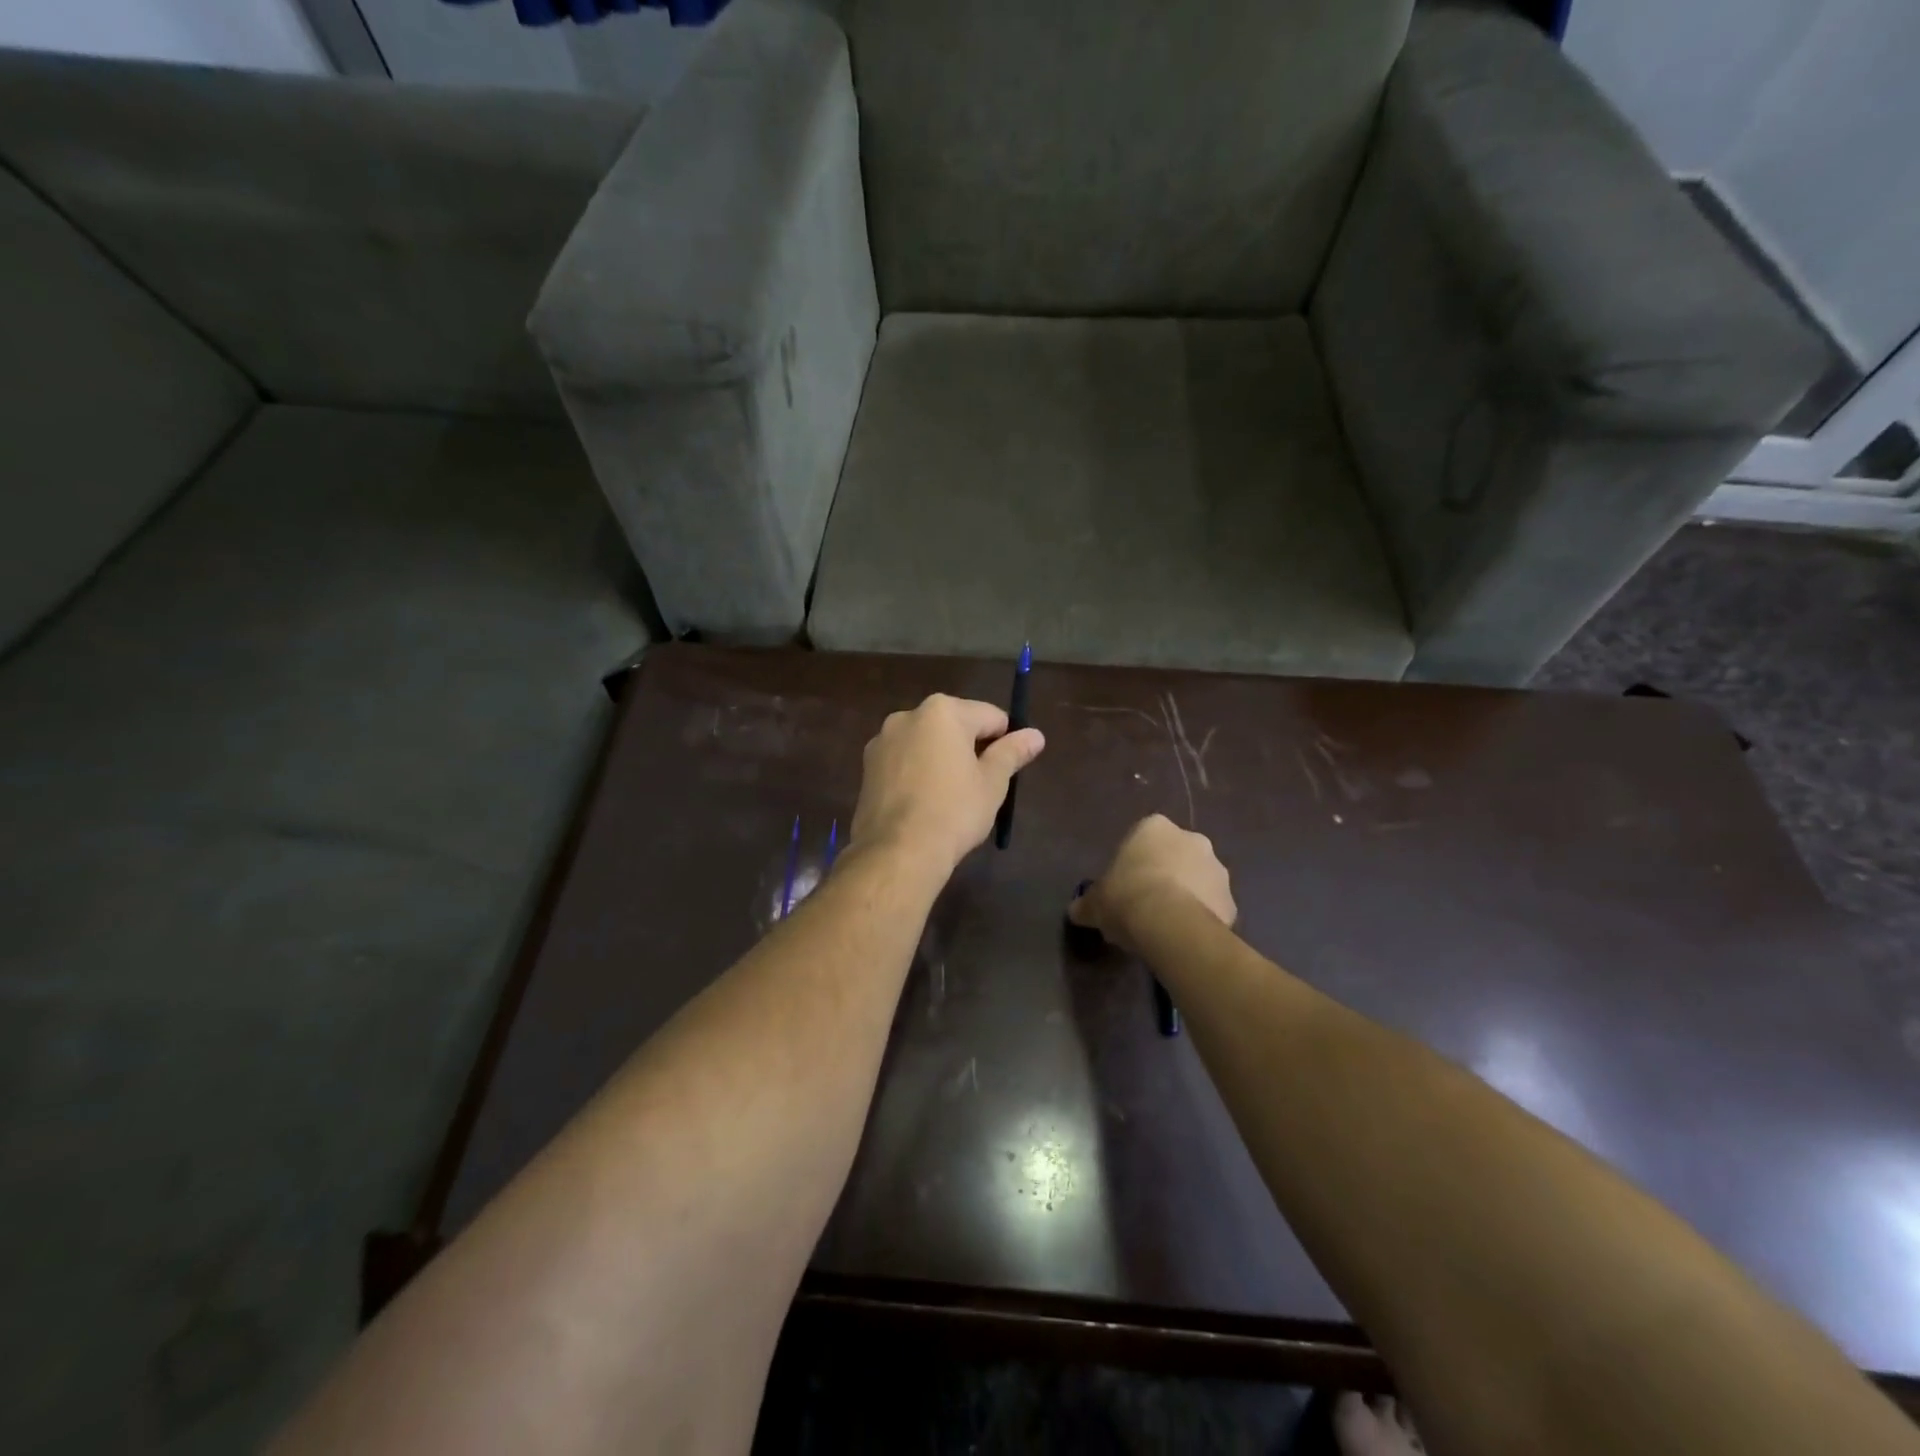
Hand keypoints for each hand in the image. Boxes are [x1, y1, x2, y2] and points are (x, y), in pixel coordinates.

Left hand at [850, 694, 1045, 873]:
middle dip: (970, 748)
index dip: (1005, 740)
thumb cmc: (954, 811)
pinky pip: (904, 762)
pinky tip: (924, 804)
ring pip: (926, 744)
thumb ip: (1012, 752)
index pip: (990, 716)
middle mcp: (908, 716)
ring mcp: (882, 741)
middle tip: (980, 785)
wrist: (898, 851)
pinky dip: (917, 773)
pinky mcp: (867, 767)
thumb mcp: (992, 782)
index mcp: (942, 711)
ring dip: (941, 760)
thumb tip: (1036, 735)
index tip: (1008, 768)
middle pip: (954, 725)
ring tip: (950, 798)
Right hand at [1069, 814, 1235, 954]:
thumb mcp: (1094, 902)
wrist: (1169, 925)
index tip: (1125, 886)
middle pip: (1175, 855)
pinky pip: (1213, 907)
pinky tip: (1185, 937)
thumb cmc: (1126, 897)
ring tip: (1167, 925)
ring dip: (1187, 895)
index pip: (1143, 838)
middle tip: (1146, 904)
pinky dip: (1202, 918)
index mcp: (1154, 827)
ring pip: (1198, 880)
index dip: (1134, 863)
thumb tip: (1077, 910)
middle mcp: (1191, 838)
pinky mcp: (1231, 900)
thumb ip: (1087, 903)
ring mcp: (1217, 868)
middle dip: (1165, 875)